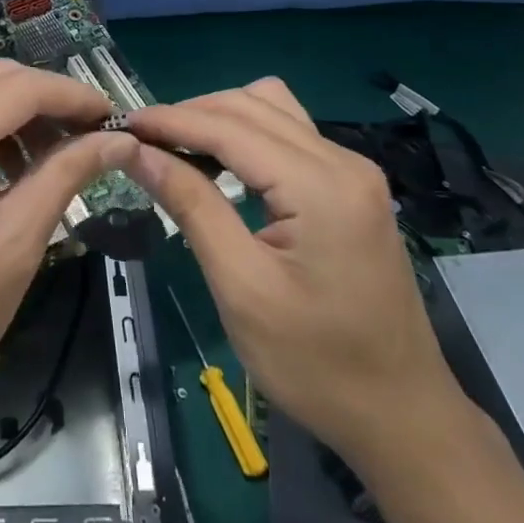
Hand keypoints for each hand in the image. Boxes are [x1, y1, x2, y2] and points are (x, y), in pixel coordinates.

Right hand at [126, 78, 465, 468]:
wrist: (402, 417)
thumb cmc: (317, 364)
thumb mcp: (241, 287)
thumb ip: (191, 205)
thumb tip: (136, 151)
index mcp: (321, 186)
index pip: (229, 127)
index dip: (170, 120)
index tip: (121, 124)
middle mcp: (343, 161)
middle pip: (251, 105)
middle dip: (190, 114)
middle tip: (141, 140)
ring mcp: (353, 171)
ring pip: (272, 109)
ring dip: (219, 118)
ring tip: (175, 147)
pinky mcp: (352, 187)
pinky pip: (289, 134)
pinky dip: (245, 134)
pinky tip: (219, 163)